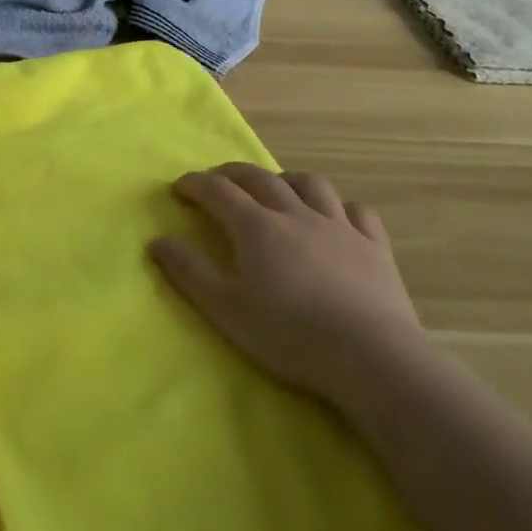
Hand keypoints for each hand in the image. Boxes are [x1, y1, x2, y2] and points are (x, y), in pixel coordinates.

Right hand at [150, 164, 420, 406]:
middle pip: (260, 178)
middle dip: (233, 174)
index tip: (180, 187)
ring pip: (310, 185)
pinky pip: (357, 212)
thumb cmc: (290, 334)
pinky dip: (340, 207)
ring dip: (286, 179)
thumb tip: (157, 241)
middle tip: (217, 179)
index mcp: (257, 227)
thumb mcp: (226, 309)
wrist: (370, 356)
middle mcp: (296, 214)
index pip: (219, 192)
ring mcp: (339, 226)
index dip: (196, 185)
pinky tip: (336, 217)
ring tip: (277, 188)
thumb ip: (189, 272)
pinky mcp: (374, 246)